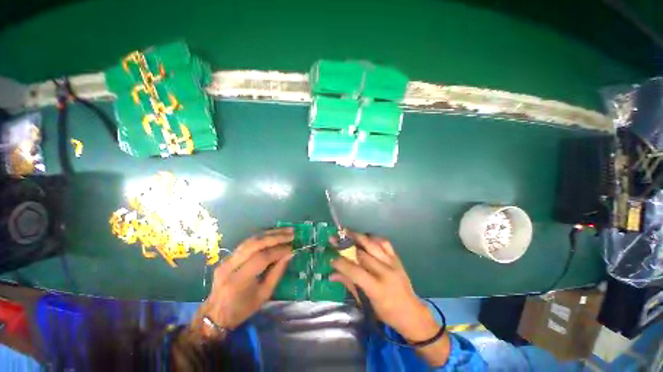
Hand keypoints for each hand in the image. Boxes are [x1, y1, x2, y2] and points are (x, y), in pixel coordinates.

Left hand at [193, 227, 293, 334]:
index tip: (292, 247)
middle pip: (255, 244)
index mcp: (238, 281)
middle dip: (276, 237)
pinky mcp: (228, 256)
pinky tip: (274, 234)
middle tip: (291, 234)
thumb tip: (290, 254)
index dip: (279, 251)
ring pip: (251, 240)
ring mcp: (226, 259)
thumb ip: (277, 272)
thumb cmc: (242, 309)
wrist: (215, 314)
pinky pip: (247, 242)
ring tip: (286, 231)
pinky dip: (263, 236)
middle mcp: (230, 266)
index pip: (262, 258)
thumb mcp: (264, 295)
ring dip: (270, 233)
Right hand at [331, 232, 449, 365]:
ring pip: (372, 244)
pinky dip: (374, 238)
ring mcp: (392, 263)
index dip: (341, 263)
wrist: (411, 312)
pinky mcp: (397, 258)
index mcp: (377, 288)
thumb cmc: (386, 313)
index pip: (355, 271)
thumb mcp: (366, 303)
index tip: (331, 257)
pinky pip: (384, 242)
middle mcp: (385, 272)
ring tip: (346, 232)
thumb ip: (349, 284)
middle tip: (334, 239)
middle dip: (345, 246)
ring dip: (358, 237)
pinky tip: (366, 237)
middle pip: (362, 254)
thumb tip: (331, 274)